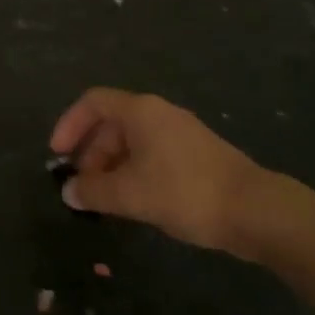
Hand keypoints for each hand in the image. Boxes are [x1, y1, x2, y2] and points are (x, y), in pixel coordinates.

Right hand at [49, 87, 276, 257]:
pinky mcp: (196, 155)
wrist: (257, 212)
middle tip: (81, 186)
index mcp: (140, 111)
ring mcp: (180, 134)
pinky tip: (135, 201)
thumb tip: (69, 191)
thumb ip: (94, 191)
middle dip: (90, 153)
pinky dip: (134, 172)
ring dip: (111, 166)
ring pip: (132, 142)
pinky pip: (152, 154)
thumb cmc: (185, 192)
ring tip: (104, 199)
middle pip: (111, 123)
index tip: (57, 155)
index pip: (92, 102)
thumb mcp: (130, 194)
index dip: (69, 124)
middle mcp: (158, 114)